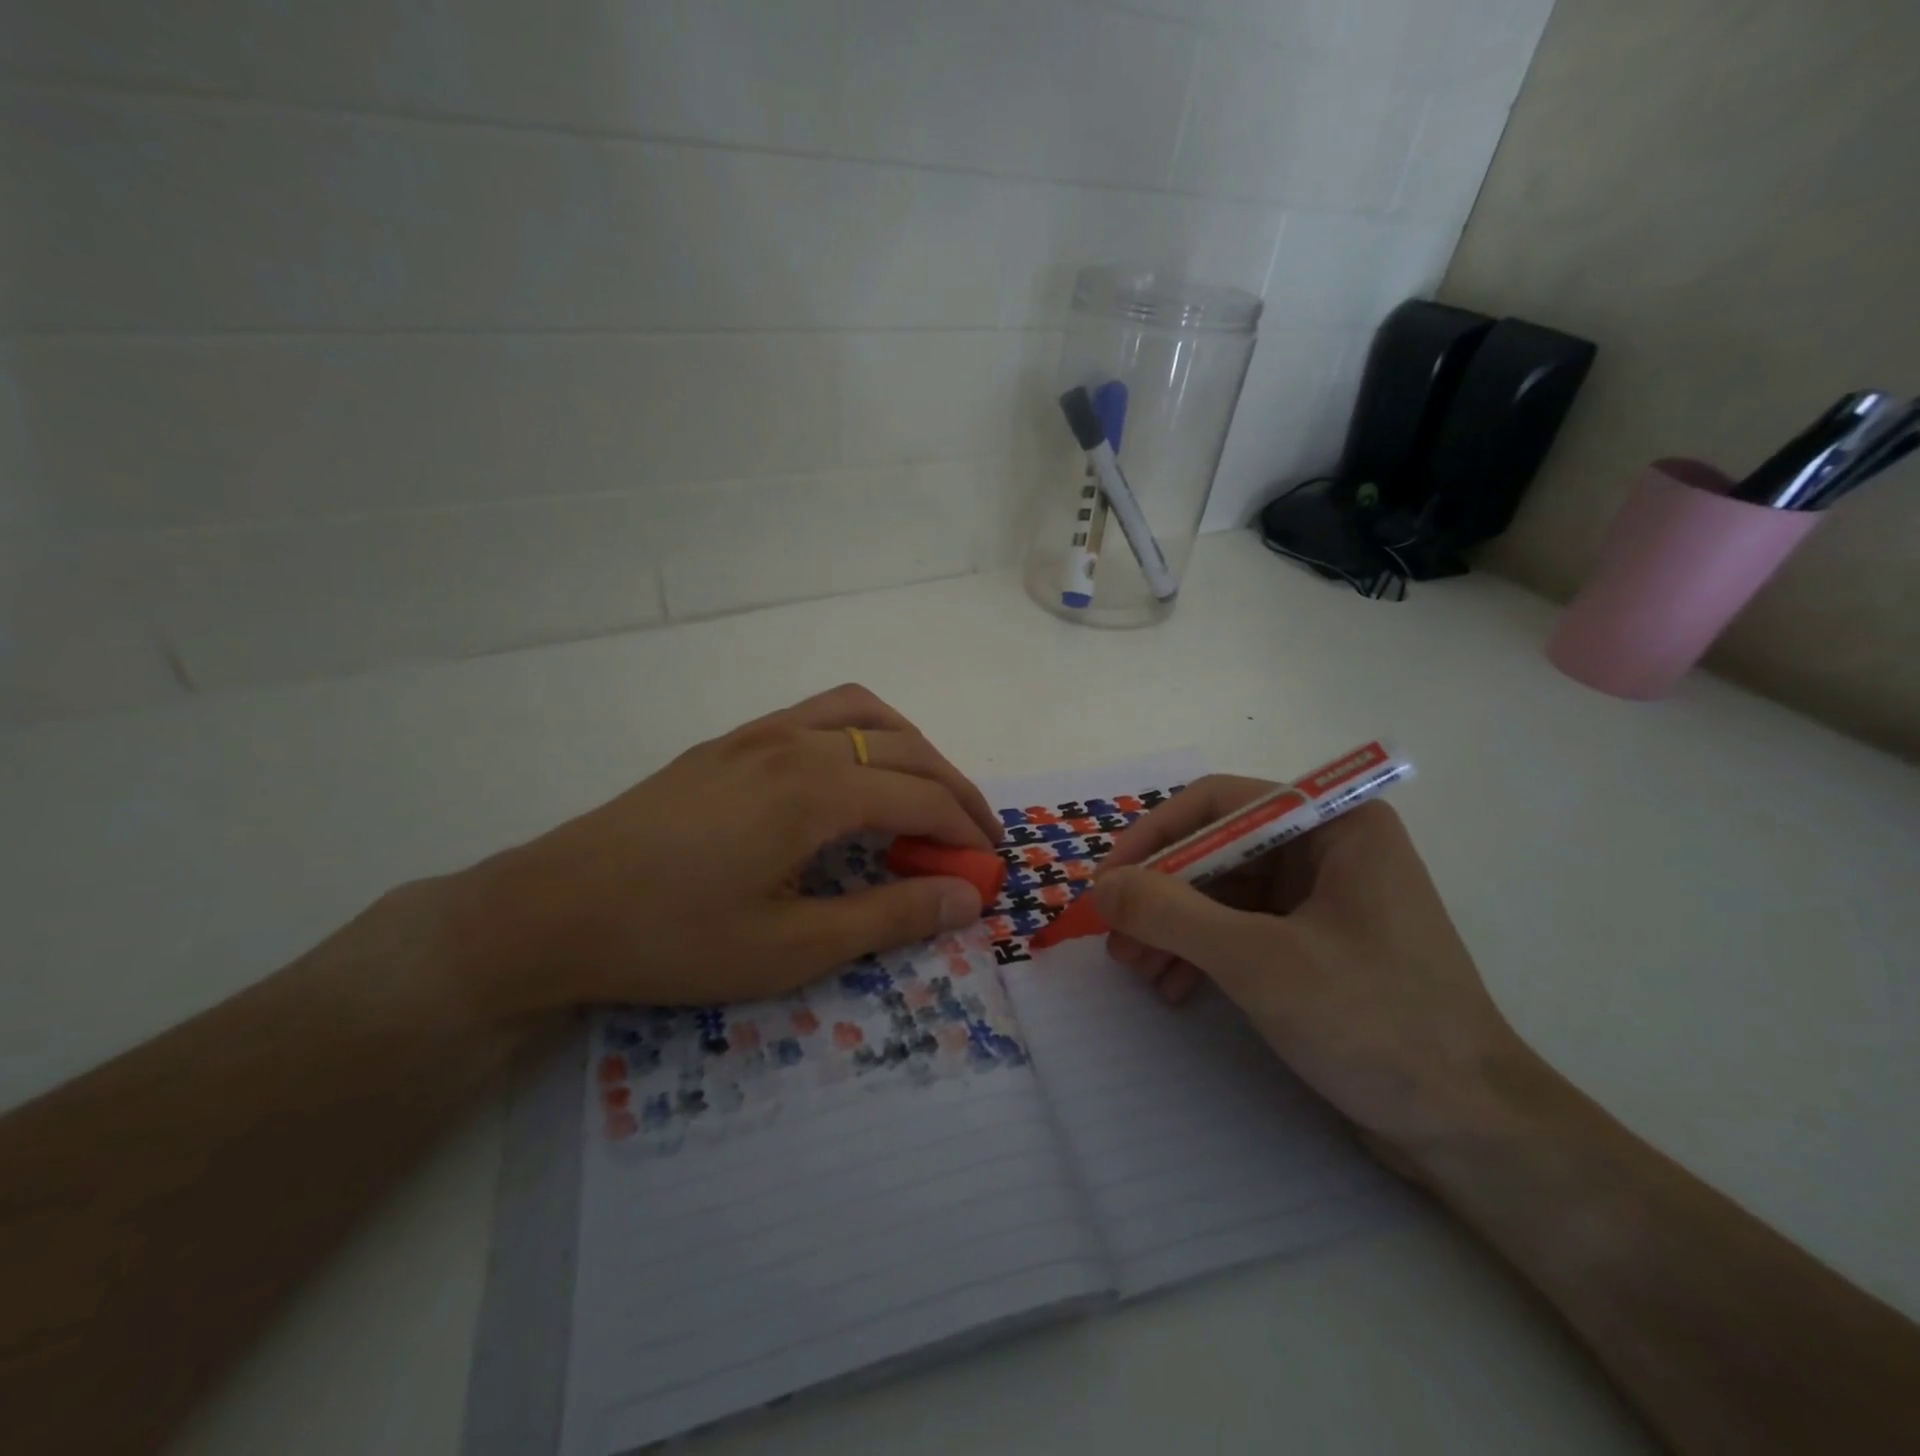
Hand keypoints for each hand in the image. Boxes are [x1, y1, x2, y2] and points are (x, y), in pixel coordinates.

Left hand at [441, 685, 1001, 1015]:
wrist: (552, 910)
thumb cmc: (674, 939)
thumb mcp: (791, 947)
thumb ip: (888, 917)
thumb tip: (966, 899)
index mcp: (815, 790)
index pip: (922, 797)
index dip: (967, 831)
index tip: (992, 866)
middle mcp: (796, 743)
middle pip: (906, 749)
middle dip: (954, 790)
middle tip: (975, 838)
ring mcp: (759, 735)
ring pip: (864, 713)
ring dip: (912, 748)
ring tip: (926, 795)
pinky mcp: (731, 742)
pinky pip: (819, 714)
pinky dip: (863, 734)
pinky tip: (853, 776)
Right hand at [1091, 779, 1528, 1168]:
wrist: (1470, 1131)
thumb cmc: (1374, 1023)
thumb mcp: (1258, 961)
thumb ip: (1171, 913)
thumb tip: (1101, 887)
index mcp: (1334, 824)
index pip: (1218, 803)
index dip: (1153, 837)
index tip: (1107, 883)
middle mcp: (1328, 847)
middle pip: (1216, 849)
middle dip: (1161, 894)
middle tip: (1116, 938)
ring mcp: (1324, 897)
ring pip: (1222, 892)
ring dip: (1173, 927)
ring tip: (1137, 970)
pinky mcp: (1317, 943)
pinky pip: (1240, 928)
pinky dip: (1201, 952)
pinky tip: (1172, 986)